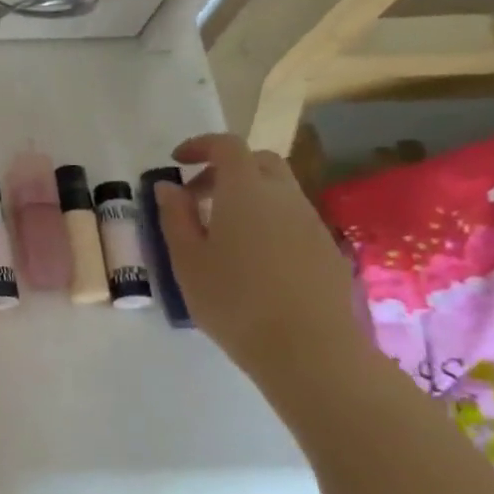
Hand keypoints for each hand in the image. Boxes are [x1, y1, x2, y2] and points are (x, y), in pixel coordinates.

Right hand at [155, 133, 369, 382]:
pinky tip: (250, 257)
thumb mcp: (186, 260)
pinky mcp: (325, 248)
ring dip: (247, 196)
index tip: (176, 162)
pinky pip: (291, 217)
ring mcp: (310, 221)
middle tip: (197, 196)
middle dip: (225, 168)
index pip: (226, 146)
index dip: (200, 145)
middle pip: (258, 161)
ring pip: (278, 190)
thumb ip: (175, 216)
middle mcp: (283, 196)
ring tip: (219, 232)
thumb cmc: (233, 300)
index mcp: (245, 191)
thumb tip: (169, 187)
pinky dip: (266, 219)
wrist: (307, 347)